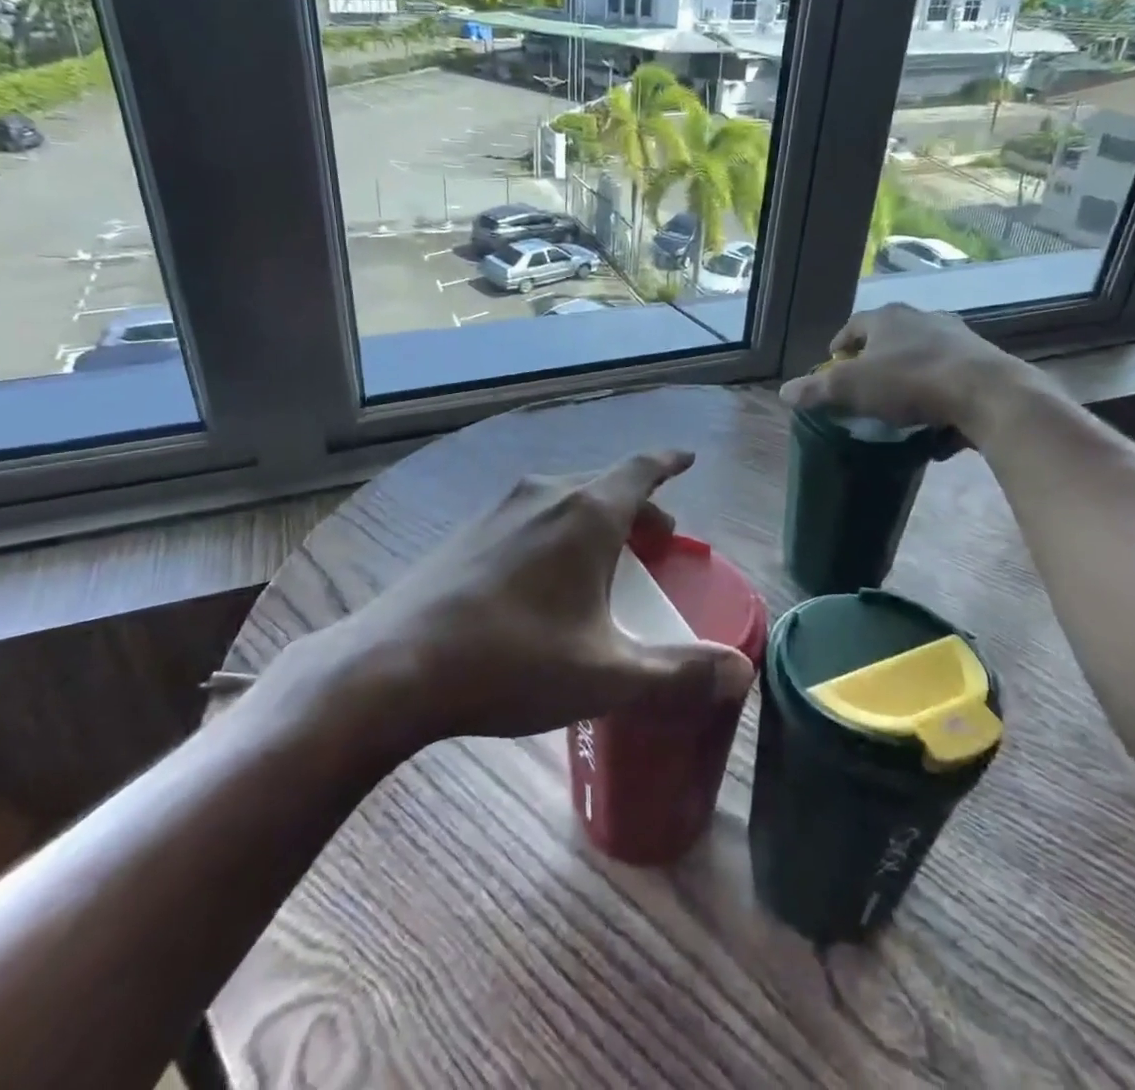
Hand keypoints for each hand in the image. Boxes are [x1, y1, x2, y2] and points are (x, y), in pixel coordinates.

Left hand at [308, 451, 754, 746]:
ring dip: (597, 521)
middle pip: (606, 487)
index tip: (686, 459)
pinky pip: (531, 516)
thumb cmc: (513, 661)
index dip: (669, 464)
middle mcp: (545, 494)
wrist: (395, 665)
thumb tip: (739, 670)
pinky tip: (545, 576)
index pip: (641, 469)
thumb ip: (677, 673)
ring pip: (565, 501)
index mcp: (586, 513)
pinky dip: (558, 531)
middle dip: (639, 509)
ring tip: (607, 561)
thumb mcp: (605, 675)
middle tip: (659, 542)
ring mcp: (500, 509)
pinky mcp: (468, 531)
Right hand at [778, 303, 1039, 439]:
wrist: (988, 394)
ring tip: (898, 406)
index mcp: (887, 318)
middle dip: (874, 361)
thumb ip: (815, 389)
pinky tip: (934, 423)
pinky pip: (949, 378)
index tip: (832, 366)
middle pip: (889, 338)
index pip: (853, 326)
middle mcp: (922, 318)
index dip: (839, 346)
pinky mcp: (982, 361)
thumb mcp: (851, 388)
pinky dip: (937, 394)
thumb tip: (783, 392)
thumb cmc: (910, 382)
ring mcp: (956, 337)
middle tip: (863, 387)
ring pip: (921, 356)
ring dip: (907, 376)